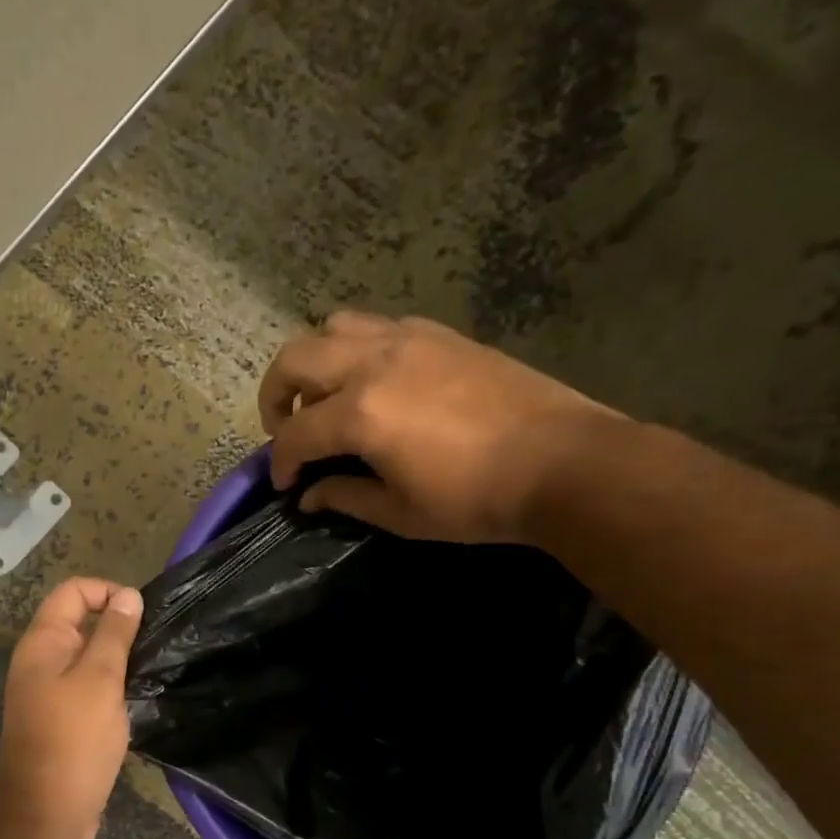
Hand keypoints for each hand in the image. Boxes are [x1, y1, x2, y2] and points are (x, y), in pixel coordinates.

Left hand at [0, 577, 143, 838]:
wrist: (46, 811)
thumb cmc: (74, 738)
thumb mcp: (100, 679)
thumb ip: (114, 634)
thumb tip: (128, 596)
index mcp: (43, 642)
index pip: (73, 591)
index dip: (107, 591)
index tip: (142, 614)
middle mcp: (42, 661)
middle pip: (80, 622)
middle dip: (117, 624)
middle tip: (153, 643)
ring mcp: (50, 692)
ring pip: (87, 657)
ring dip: (118, 658)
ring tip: (151, 668)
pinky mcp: (63, 720)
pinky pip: (89, 688)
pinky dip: (112, 686)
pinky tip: (138, 698)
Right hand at [259, 311, 621, 543]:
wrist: (564, 463)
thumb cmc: (475, 499)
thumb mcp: (400, 513)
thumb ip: (344, 497)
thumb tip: (309, 495)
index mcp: (360, 413)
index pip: (295, 433)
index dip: (281, 462)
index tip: (286, 484)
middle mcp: (374, 362)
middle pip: (295, 359)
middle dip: (275, 396)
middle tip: (285, 429)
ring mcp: (409, 339)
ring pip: (333, 326)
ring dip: (315, 361)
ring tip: (327, 396)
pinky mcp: (440, 334)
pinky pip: (379, 325)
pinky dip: (358, 347)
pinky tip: (375, 381)